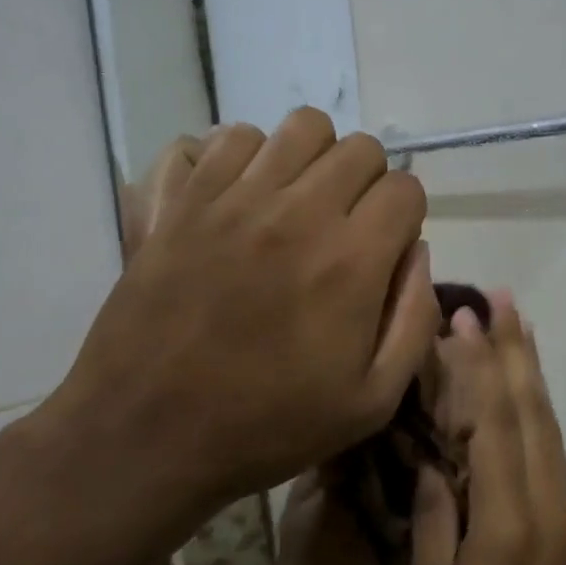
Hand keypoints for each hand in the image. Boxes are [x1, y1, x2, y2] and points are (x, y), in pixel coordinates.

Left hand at [40, 110, 438, 559]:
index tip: (387, 248)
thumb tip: (418, 251)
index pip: (404, 189)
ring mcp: (232, 199)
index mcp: (350, 261)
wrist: (148, 436)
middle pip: (359, 149)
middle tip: (349, 227)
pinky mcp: (181, 201)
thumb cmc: (268, 426)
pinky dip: (249, 156)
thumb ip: (416, 319)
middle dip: (368, 182)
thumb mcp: (373, 401)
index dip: (406, 216)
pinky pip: (229, 138)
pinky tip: (247, 198)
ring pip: (300, 128)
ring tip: (300, 203)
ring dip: (314, 160)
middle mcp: (296, 212)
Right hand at [409, 294, 565, 564]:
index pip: (495, 427)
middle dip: (514, 351)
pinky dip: (537, 408)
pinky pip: (550, 450)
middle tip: (500, 298)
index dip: (480, 368)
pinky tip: (526, 392)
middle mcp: (546, 506)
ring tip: (518, 325)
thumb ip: (438, 519)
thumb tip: (433, 460)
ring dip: (531, 371)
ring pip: (548, 427)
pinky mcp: (564, 526)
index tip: (463, 319)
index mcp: (509, 524)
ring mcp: (562, 514)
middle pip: (532, 412)